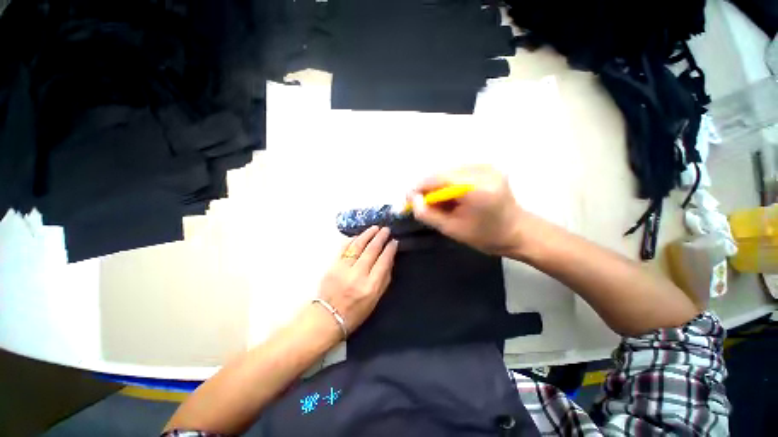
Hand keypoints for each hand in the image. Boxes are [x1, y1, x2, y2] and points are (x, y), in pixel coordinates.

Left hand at [316, 226, 397, 335]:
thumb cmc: (356, 312)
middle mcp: (358, 275)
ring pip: (358, 246)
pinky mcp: (333, 265)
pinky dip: (353, 240)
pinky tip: (359, 235)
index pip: (383, 261)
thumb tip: (389, 259)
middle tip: (386, 229)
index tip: (394, 241)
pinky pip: (344, 248)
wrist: (328, 317)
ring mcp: (344, 268)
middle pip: (371, 250)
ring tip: (375, 228)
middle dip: (380, 237)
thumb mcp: (376, 300)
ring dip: (367, 235)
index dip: (390, 249)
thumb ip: (384, 279)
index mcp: (371, 286)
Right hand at [409, 165, 524, 255]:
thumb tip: (412, 199)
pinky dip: (449, 182)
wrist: (517, 231)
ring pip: (449, 170)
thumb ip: (427, 214)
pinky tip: (451, 195)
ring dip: (438, 184)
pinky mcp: (488, 166)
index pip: (439, 179)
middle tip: (421, 202)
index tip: (409, 199)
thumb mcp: (451, 229)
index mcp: (477, 188)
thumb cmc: (485, 236)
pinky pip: (459, 171)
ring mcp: (488, 166)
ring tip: (437, 201)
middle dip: (428, 186)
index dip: (420, 187)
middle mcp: (483, 171)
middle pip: (443, 172)